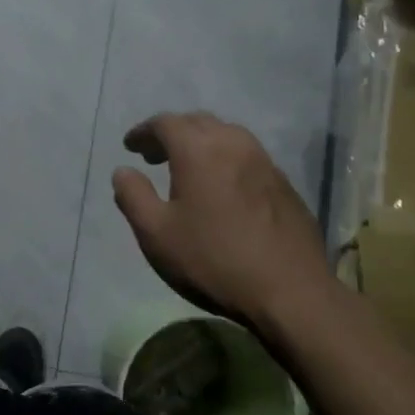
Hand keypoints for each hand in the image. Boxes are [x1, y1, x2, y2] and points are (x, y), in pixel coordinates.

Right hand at [111, 112, 329, 322]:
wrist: (291, 292)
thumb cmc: (214, 260)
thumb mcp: (156, 234)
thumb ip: (133, 196)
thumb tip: (123, 171)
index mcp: (198, 149)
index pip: (165, 123)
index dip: (143, 132)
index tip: (130, 147)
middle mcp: (233, 143)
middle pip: (197, 122)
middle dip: (172, 133)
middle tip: (154, 156)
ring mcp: (264, 161)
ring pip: (226, 135)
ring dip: (201, 143)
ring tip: (188, 168)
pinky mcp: (284, 183)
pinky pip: (247, 156)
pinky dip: (225, 159)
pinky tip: (222, 187)